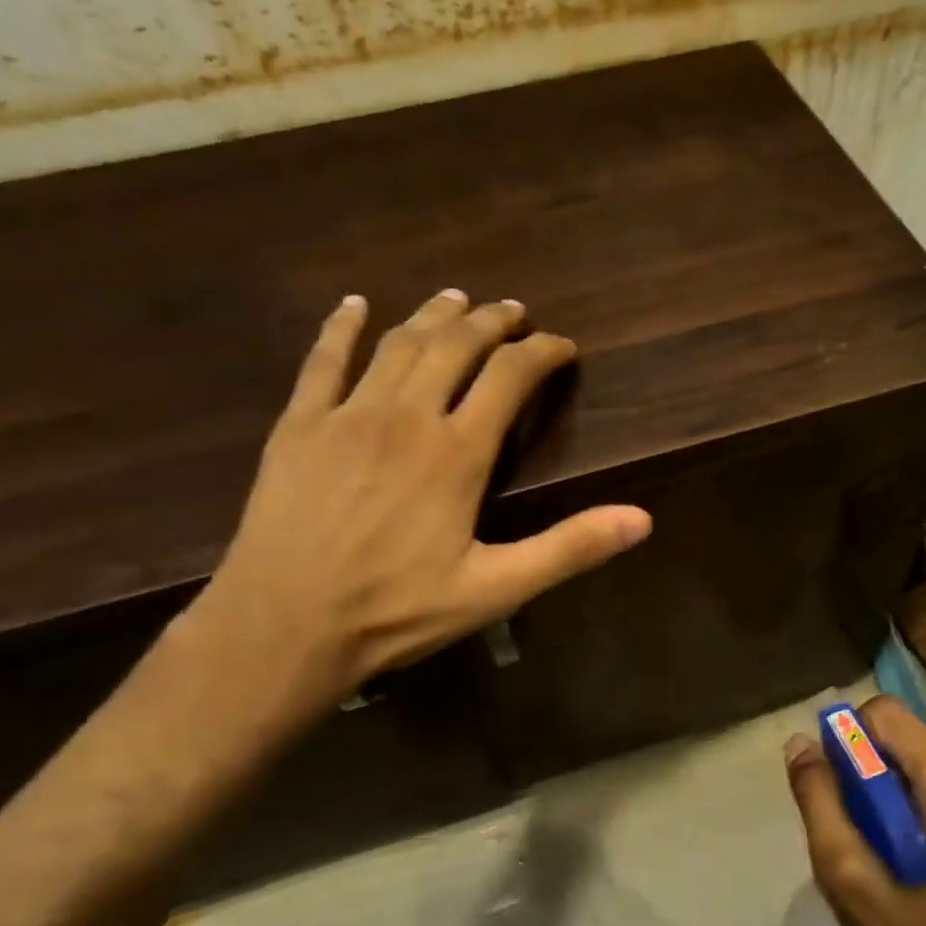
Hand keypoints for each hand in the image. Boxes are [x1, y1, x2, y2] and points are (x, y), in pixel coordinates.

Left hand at [186, 288, 651, 728]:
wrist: (283, 626)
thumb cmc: (396, 611)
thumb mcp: (496, 589)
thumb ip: (569, 548)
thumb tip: (642, 519)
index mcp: (457, 452)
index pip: (510, 378)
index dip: (542, 354)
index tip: (563, 346)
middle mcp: (406, 416)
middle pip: (456, 346)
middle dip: (492, 322)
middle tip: (514, 311)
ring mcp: (347, 415)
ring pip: (398, 343)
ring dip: (432, 315)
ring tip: (457, 299)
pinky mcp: (299, 426)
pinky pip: (322, 361)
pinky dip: (341, 328)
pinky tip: (354, 306)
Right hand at [784, 695, 925, 925]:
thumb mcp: (849, 879)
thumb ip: (820, 802)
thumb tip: (801, 743)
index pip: (887, 714)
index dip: (848, 739)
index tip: (836, 787)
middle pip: (908, 740)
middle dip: (871, 772)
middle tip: (856, 830)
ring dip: (894, 791)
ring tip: (884, 851)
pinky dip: (922, 807)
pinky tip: (915, 860)